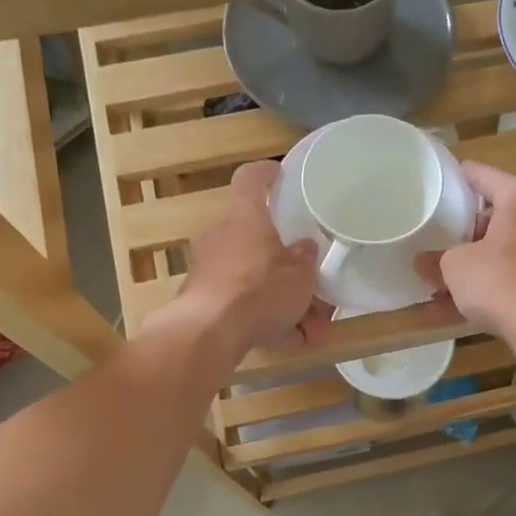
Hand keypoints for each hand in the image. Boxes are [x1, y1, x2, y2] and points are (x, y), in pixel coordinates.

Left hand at [169, 161, 330, 355]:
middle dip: (287, 266)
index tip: (278, 173)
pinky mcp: (202, 301)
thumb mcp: (300, 274)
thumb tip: (304, 247)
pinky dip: (267, 321)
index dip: (266, 173)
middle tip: (312, 284)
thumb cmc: (260, 289)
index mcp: (244, 217)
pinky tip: (293, 342)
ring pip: (254, 280)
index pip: (250, 180)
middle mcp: (221, 237)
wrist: (209, 332)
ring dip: (284, 302)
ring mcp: (208, 270)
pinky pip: (243, 306)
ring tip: (313, 329)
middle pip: (257, 241)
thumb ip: (305, 258)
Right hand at [416, 162, 515, 344]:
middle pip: (495, 217)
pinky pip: (512, 278)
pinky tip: (451, 312)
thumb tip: (423, 263)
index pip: (483, 175)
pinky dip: (487, 290)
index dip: (457, 179)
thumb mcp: (455, 266)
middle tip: (436, 241)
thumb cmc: (500, 280)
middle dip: (464, 234)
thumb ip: (436, 260)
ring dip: (472, 267)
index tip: (437, 184)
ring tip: (437, 284)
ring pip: (502, 253)